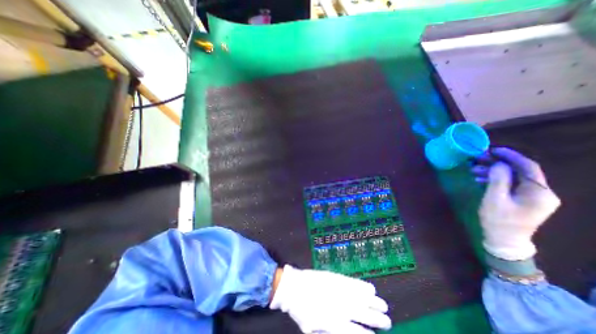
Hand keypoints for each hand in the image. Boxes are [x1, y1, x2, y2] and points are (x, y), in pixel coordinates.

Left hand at [269, 265, 391, 331]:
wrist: (293, 287)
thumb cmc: (300, 310)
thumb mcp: (311, 330)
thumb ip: (326, 333)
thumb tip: (343, 332)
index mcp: (333, 323)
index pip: (354, 332)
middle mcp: (339, 307)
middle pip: (362, 314)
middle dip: (376, 318)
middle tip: (387, 321)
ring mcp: (338, 290)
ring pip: (360, 298)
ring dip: (373, 302)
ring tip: (383, 305)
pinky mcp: (335, 278)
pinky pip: (352, 283)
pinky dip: (362, 286)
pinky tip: (370, 288)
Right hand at [474, 148, 561, 260]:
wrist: (504, 240)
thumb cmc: (498, 220)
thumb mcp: (495, 199)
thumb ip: (498, 180)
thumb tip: (499, 164)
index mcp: (539, 192)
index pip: (528, 167)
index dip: (510, 156)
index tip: (492, 150)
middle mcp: (542, 193)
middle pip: (520, 171)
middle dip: (498, 164)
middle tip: (477, 160)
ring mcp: (534, 197)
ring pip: (514, 177)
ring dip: (494, 172)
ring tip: (473, 171)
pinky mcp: (524, 200)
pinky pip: (511, 185)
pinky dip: (496, 180)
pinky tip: (480, 180)